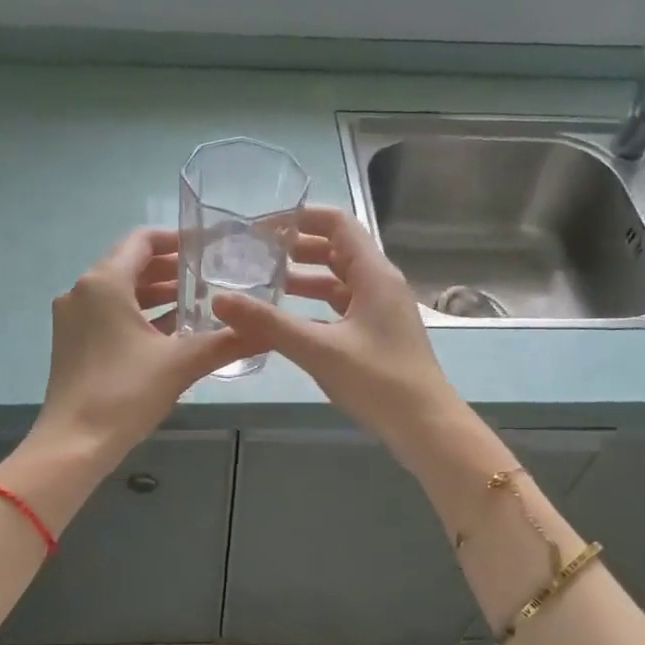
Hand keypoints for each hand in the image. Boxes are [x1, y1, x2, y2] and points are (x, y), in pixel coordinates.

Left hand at [28, 228, 254, 466]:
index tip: (209, 247)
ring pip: (120, 293)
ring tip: (198, 302)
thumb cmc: (125, 393)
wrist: (74, 444)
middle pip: (131, 265)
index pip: (142, 240)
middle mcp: (82, 291)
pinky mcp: (73, 343)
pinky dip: (140, 316)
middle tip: (211, 276)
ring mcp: (74, 318)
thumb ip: (226, 342)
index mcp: (104, 283)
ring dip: (157, 295)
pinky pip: (110, 315)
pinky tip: (172, 332)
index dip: (177, 239)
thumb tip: (269, 331)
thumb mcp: (181, 364)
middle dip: (171, 269)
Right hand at [213, 206, 467, 461]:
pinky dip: (315, 306)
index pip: (337, 224)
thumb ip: (269, 323)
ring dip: (304, 279)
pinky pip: (341, 307)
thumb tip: (219, 299)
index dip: (300, 218)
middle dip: (296, 248)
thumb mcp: (319, 349)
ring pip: (338, 281)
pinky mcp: (377, 335)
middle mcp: (380, 284)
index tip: (261, 227)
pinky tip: (288, 320)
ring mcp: (381, 310)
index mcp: (374, 274)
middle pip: (336, 250)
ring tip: (263, 283)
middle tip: (254, 255)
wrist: (425, 426)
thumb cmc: (378, 381)